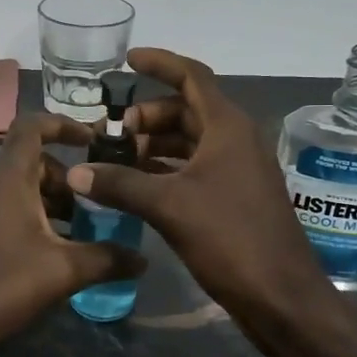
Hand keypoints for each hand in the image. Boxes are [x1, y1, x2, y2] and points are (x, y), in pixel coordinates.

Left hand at [0, 112, 145, 350]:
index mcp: (8, 179)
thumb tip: (143, 259)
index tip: (93, 140)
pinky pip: (5, 211)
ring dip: (51, 204)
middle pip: (32, 163)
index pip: (32, 127)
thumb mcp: (61, 272)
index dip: (63, 124)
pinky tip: (48, 256)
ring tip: (79, 236)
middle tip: (95, 208)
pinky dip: (32, 220)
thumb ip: (106, 260)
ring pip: (20, 191)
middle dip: (68, 180)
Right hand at [66, 48, 332, 330]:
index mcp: (227, 127)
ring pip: (190, 141)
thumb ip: (120, 184)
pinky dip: (165, 170)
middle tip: (114, 133)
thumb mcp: (169, 207)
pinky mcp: (233, 197)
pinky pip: (194, 168)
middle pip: (187, 110)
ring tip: (118, 158)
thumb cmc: (230, 239)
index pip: (192, 76)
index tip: (127, 61)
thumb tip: (76, 174)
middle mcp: (235, 140)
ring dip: (155, 144)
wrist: (280, 296)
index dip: (160, 63)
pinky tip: (137, 184)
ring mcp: (237, 170)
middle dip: (148, 116)